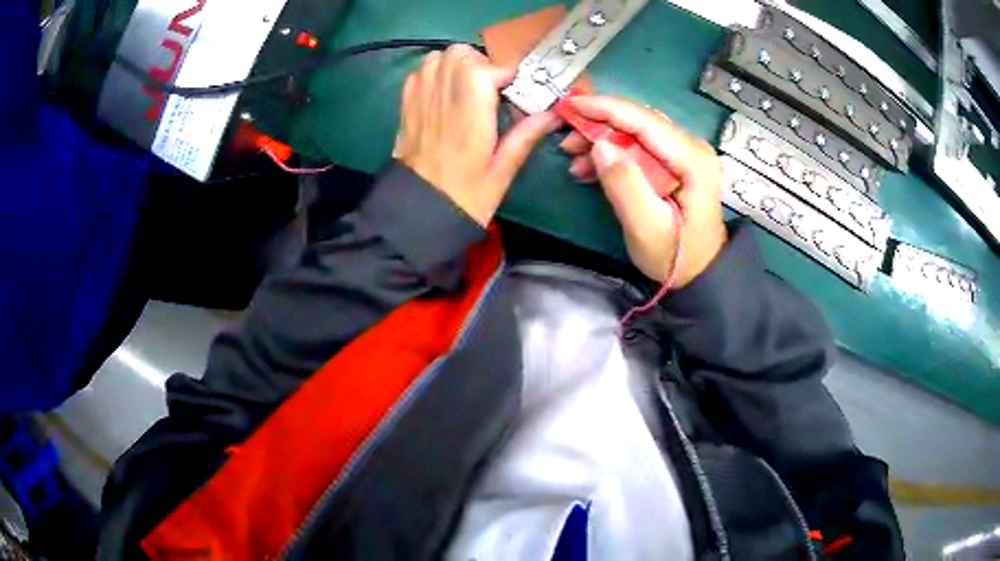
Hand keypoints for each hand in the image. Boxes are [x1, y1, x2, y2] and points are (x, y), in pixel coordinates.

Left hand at [393, 45, 559, 226]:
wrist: (417, 215)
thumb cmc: (465, 199)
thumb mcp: (502, 172)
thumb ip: (525, 136)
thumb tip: (552, 114)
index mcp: (469, 117)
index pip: (483, 69)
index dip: (504, 72)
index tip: (514, 88)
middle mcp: (442, 101)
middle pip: (459, 54)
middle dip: (480, 63)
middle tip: (492, 87)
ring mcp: (419, 101)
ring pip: (436, 58)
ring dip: (456, 65)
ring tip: (468, 88)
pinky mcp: (405, 107)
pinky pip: (418, 73)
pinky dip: (434, 74)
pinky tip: (444, 94)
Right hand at [559, 96, 726, 287]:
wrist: (700, 273)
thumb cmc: (675, 256)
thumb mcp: (646, 227)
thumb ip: (624, 184)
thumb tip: (600, 145)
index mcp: (692, 159)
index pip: (644, 121)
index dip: (605, 108)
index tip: (570, 105)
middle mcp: (691, 147)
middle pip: (639, 122)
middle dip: (600, 125)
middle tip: (566, 140)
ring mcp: (685, 153)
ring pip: (636, 132)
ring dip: (603, 140)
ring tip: (574, 159)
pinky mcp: (676, 162)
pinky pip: (640, 146)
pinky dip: (613, 153)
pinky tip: (591, 168)